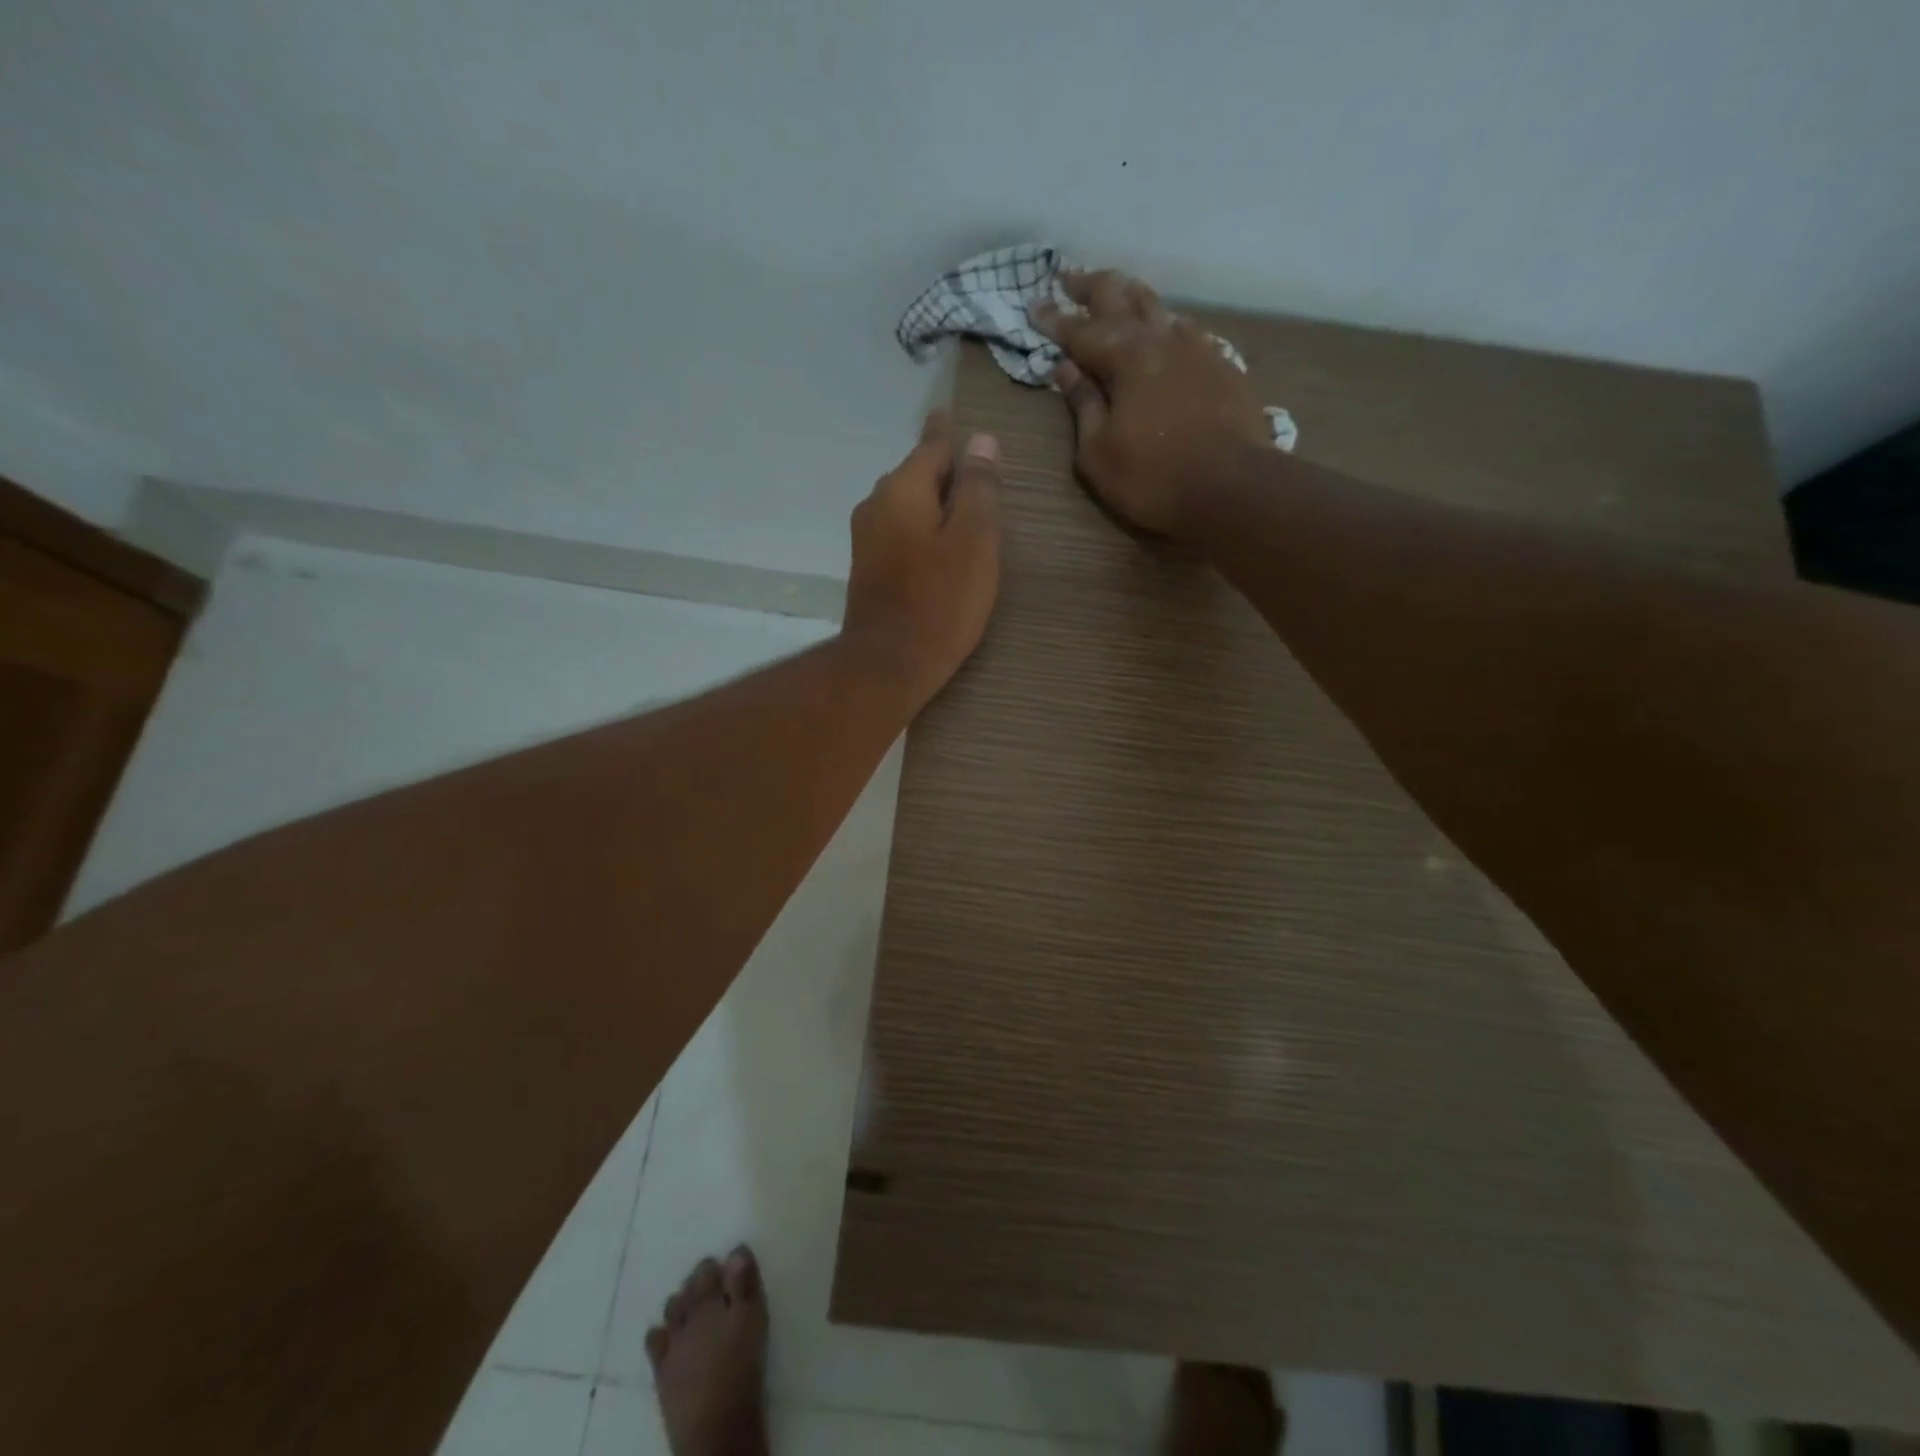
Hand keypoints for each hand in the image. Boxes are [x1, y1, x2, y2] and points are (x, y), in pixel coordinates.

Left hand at [842, 409, 1001, 708]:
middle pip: (915, 475)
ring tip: (959, 510)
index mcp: (903, 489)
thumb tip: (982, 441)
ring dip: (930, 503)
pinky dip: (919, 529)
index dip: (947, 431)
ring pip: (904, 505)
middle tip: (973, 473)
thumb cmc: (941, 600)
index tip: (951, 413)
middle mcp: (876, 505)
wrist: (889, 663)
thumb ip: (979, 489)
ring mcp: (866, 539)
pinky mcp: (867, 569)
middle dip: (941, 471)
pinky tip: (936, 546)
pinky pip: (897, 532)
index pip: (931, 445)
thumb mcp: (974, 540)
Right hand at [1031, 269, 1269, 539]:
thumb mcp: (1098, 452)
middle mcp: (1161, 338)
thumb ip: (1082, 405)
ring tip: (1115, 293)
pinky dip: (1163, 324)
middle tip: (1069, 278)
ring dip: (1131, 297)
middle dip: (1091, 286)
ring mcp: (1197, 347)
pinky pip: (1185, 330)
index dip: (1054, 320)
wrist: (1232, 488)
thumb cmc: (1152, 478)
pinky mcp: (1221, 364)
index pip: (1080, 330)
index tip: (1033, 306)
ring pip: (1158, 306)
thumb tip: (1065, 369)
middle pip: (1122, 297)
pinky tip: (1162, 331)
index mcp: (1126, 356)